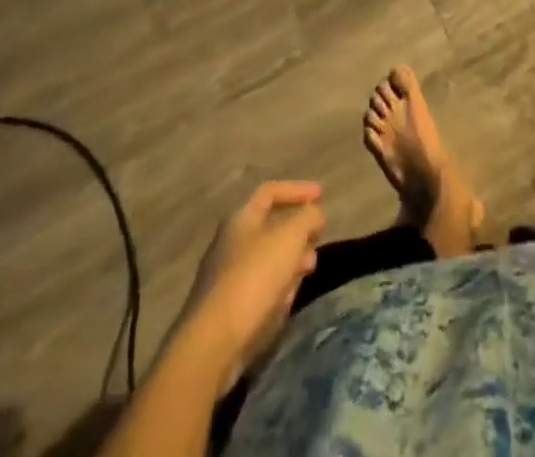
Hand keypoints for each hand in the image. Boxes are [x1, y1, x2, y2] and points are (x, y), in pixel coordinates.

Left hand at [173, 181, 324, 387]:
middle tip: (317, 239)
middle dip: (297, 232)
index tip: (321, 195)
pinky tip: (286, 300)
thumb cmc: (254, 277)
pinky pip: (260, 289)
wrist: (213, 344)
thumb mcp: (290, 236)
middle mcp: (230, 244)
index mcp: (240, 219)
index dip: (297, 190)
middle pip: (270, 228)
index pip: (270, 191)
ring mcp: (226, 279)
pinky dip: (277, 288)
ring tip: (308, 269)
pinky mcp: (227, 311)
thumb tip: (314, 215)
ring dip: (291, 261)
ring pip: (268, 261)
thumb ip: (308, 217)